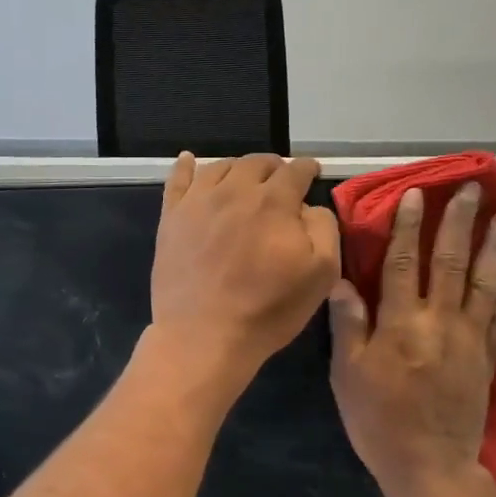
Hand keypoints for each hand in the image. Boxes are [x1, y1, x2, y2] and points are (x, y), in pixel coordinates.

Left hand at [150, 153, 340, 388]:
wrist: (204, 336)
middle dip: (275, 167)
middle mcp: (235, 190)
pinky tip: (189, 160)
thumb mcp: (321, 273)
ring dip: (239, 168)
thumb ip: (324, 228)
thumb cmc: (268, 309)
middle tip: (280, 180)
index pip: (295, 171)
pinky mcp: (171, 218)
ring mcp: (198, 202)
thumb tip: (310, 206)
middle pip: (257, 163)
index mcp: (274, 201)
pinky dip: (186, 166)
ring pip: (221, 167)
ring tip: (245, 179)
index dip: (307, 169)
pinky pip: (177, 180)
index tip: (312, 173)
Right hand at [329, 185, 495, 496]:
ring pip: (483, 283)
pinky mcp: (487, 358)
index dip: (406, 227)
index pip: (402, 263)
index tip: (414, 195)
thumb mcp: (348, 375)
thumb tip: (344, 281)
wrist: (428, 467)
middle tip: (471, 189)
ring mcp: (469, 339)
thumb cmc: (378, 421)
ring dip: (493, 246)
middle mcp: (439, 322)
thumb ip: (349, 325)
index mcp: (400, 324)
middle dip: (458, 223)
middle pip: (449, 262)